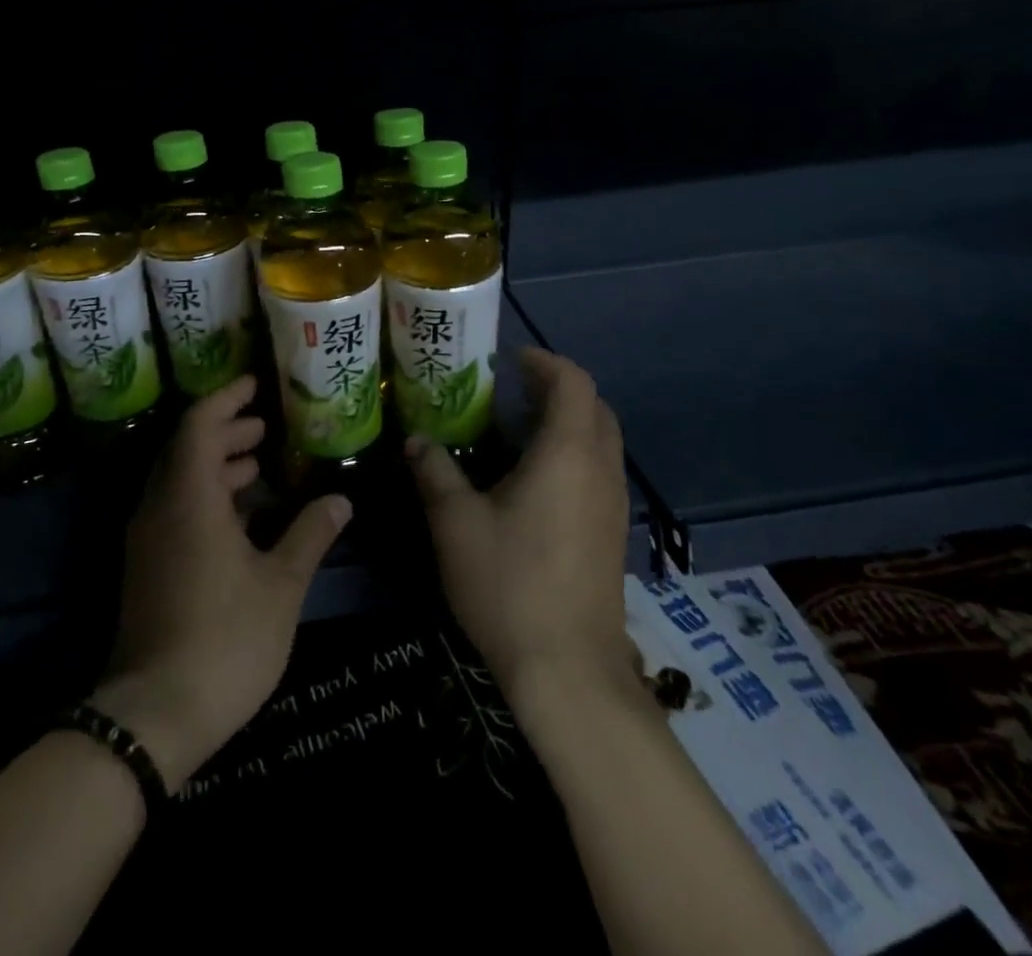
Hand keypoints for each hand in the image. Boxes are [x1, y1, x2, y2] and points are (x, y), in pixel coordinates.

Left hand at [93, 375, 351, 791]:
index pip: (199, 424)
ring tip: (257, 465)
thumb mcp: (280, 585)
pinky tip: (240, 517)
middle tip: (265, 427)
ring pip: (179, 481)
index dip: (226, 399)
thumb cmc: (224, 638)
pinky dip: (205, 496)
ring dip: (215, 465)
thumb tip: (341, 500)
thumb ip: (310, 535)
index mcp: (189, 498)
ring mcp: (147, 539)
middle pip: (186, 448)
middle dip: (225, 431)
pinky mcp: (146, 567)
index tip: (255, 384)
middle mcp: (160, 508)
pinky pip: (174, 509)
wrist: (153, 716)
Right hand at [408, 348, 631, 703]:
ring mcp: (613, 504)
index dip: (544, 362)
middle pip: (594, 406)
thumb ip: (436, 473)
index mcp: (569, 454)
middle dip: (557, 388)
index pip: (573, 382)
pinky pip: (599, 469)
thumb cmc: (510, 584)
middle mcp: (601, 470)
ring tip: (517, 428)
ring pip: (601, 440)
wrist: (569, 671)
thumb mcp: (456, 523)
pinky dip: (573, 453)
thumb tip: (417, 440)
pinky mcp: (613, 533)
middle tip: (511, 390)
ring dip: (567, 421)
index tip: (509, 359)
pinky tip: (534, 479)